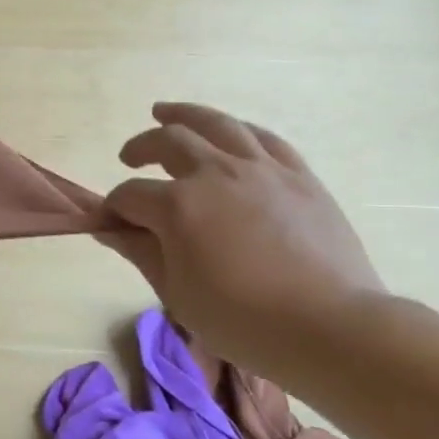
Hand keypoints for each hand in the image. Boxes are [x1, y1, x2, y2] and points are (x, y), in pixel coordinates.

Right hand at [99, 103, 384, 374]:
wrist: (330, 327)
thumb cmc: (241, 320)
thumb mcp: (175, 292)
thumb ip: (139, 251)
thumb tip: (108, 229)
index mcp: (178, 205)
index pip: (130, 196)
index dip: (112, 208)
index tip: (108, 224)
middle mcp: (215, 173)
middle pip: (167, 142)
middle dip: (139, 148)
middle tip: (128, 160)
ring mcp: (261, 169)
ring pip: (216, 124)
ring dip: (183, 115)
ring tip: (163, 112)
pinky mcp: (299, 176)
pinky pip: (264, 138)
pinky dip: (237, 129)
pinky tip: (227, 132)